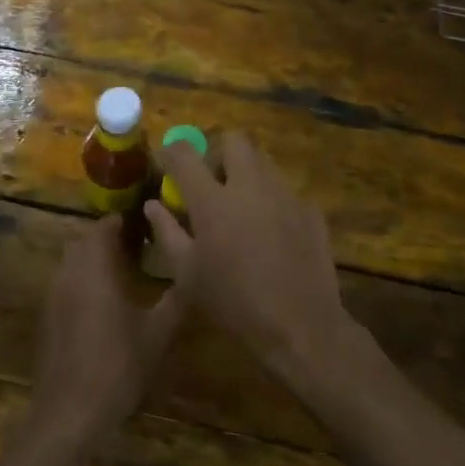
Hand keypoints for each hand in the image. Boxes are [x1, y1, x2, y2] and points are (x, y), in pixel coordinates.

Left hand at [33, 214, 185, 441]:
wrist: (71, 411)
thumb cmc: (119, 365)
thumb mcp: (158, 332)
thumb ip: (175, 299)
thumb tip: (191, 273)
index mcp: (94, 268)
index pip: (102, 227)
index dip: (122, 222)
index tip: (145, 227)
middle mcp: (69, 273)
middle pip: (83, 241)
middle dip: (107, 239)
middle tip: (137, 249)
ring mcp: (53, 296)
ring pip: (71, 262)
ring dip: (92, 259)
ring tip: (122, 274)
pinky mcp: (47, 317)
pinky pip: (64, 284)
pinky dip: (81, 281)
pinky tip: (102, 305)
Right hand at [146, 133, 359, 390]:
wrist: (299, 324)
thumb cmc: (233, 302)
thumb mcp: (187, 273)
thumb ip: (167, 232)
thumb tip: (153, 205)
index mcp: (213, 200)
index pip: (185, 154)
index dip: (171, 152)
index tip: (166, 162)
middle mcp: (250, 186)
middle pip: (234, 141)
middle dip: (218, 152)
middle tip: (211, 181)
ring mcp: (286, 194)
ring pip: (264, 161)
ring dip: (246, 172)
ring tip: (241, 205)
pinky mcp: (311, 210)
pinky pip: (286, 190)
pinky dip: (272, 199)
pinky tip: (272, 230)